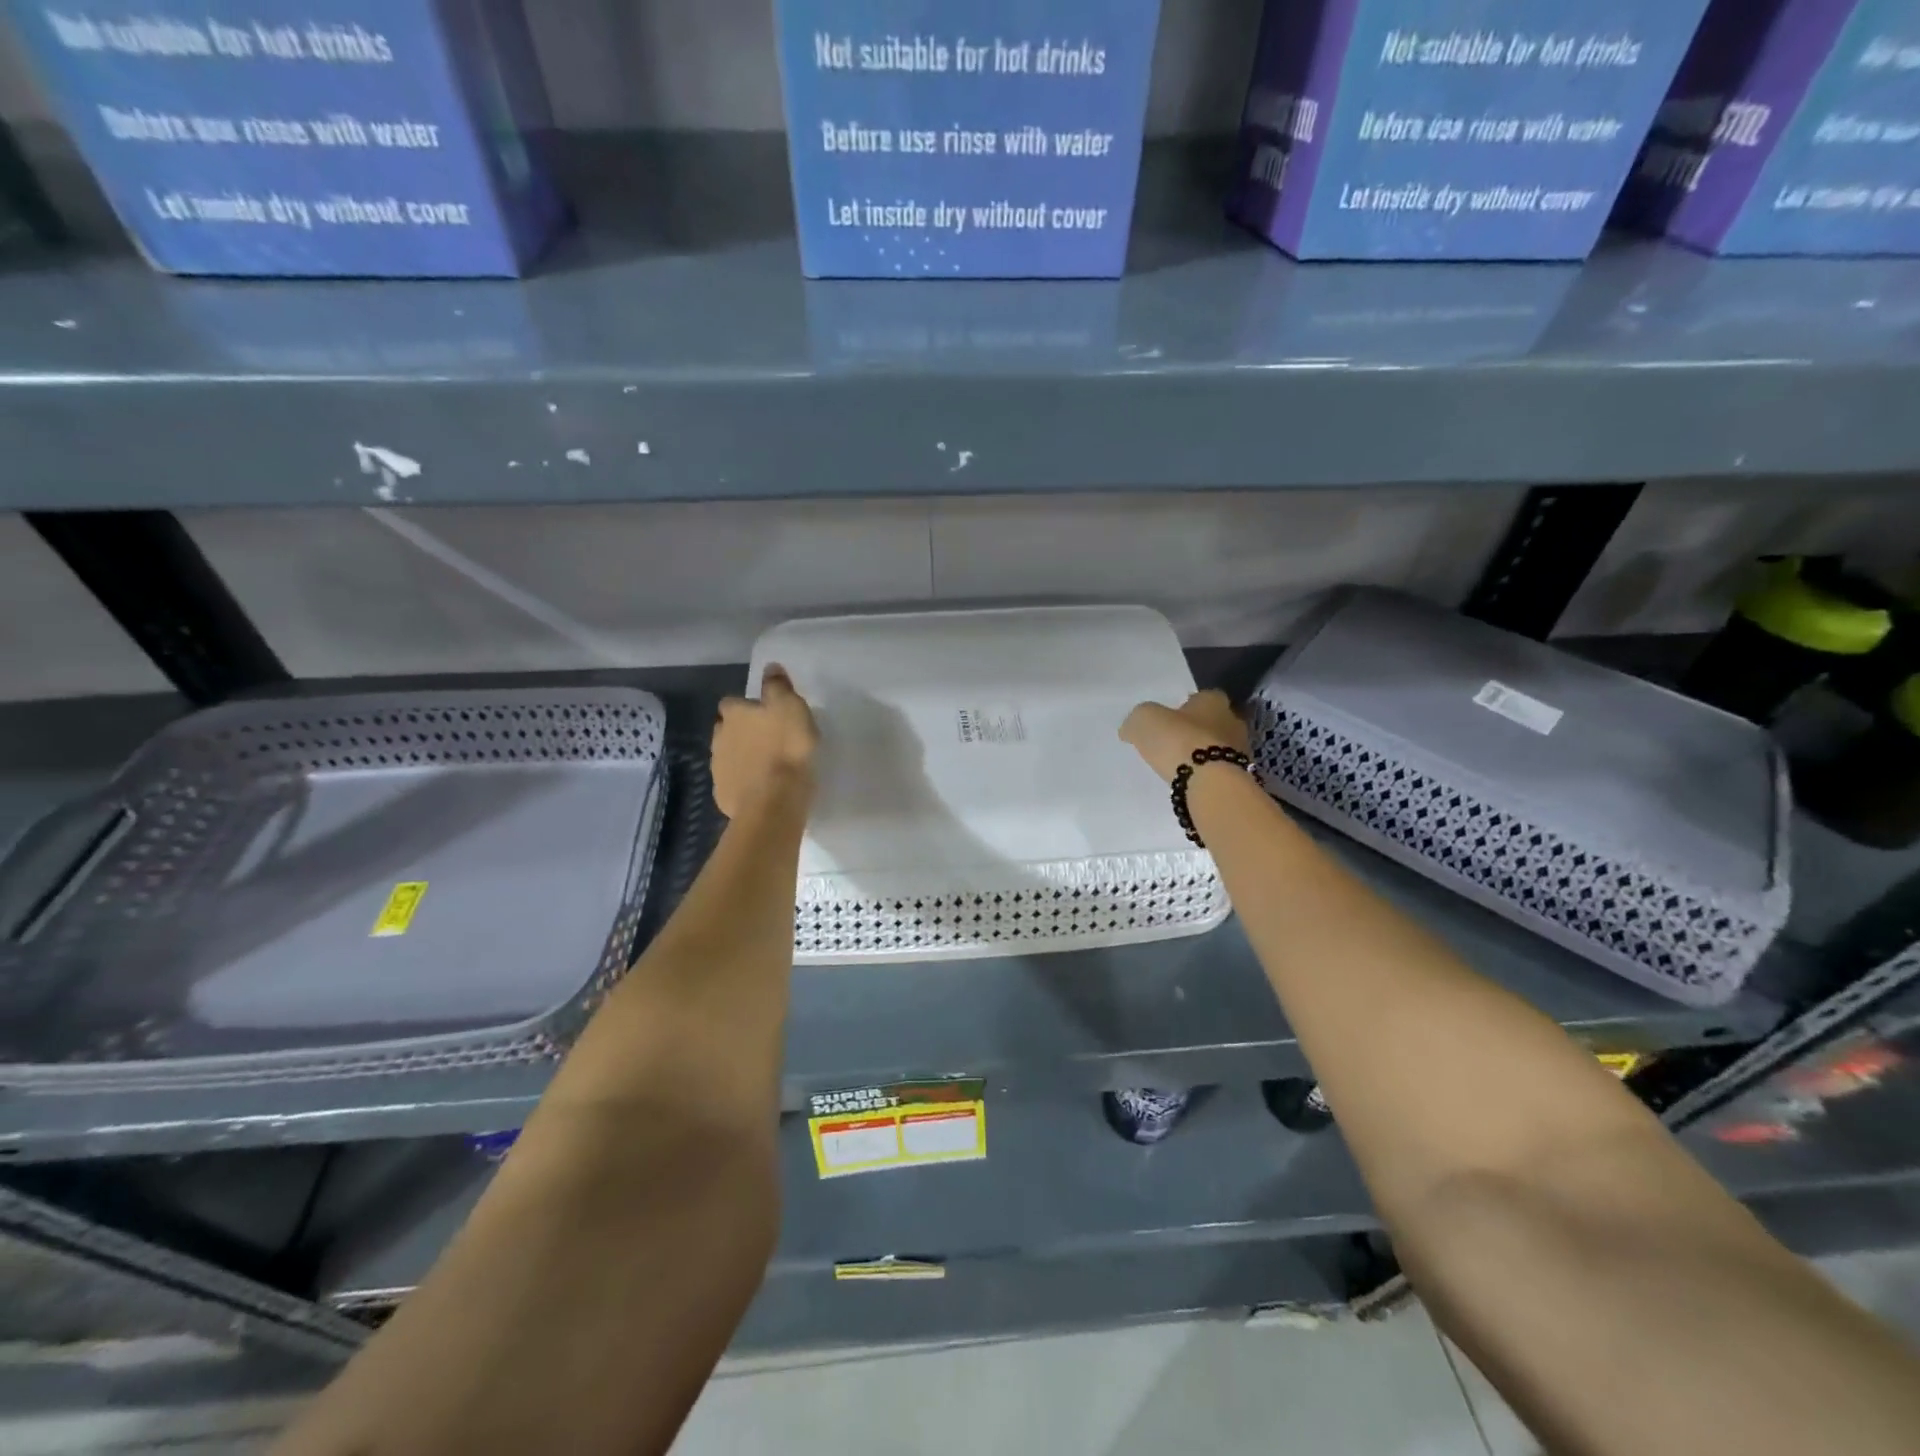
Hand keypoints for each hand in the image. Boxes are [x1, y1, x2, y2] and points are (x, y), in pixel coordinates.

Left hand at [712, 665, 818, 818]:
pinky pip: (733, 783)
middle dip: (740, 731)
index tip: (764, 713)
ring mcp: (718, 768)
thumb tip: (769, 666)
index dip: (746, 706)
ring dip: (741, 757)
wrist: (774, 802)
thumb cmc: (786, 748)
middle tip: (766, 738)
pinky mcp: (723, 795)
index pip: (731, 702)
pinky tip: (761, 788)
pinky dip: (743, 782)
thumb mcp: (790, 707)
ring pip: (727, 756)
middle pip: (725, 729)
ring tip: (766, 765)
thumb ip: (777, 686)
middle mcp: (719, 737)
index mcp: (734, 714)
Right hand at [1119, 690, 1249, 783]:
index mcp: (1213, 700)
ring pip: (1220, 747)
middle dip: (1198, 730)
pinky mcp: (1241, 776)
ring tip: (1182, 766)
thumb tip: (1130, 729)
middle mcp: (1233, 721)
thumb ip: (1137, 720)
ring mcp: (1241, 750)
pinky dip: (1209, 775)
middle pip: (1215, 722)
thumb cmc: (1179, 741)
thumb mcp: (1144, 721)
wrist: (1211, 784)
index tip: (1171, 718)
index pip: (1203, 697)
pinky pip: (1222, 771)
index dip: (1186, 706)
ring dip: (1205, 754)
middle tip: (1175, 742)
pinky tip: (1193, 782)